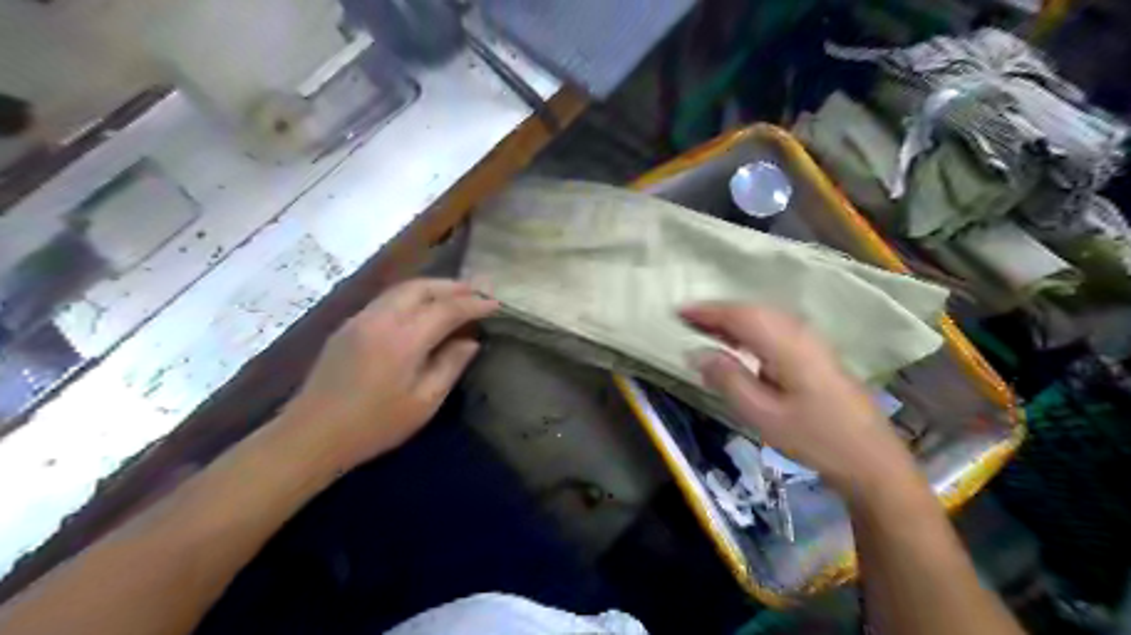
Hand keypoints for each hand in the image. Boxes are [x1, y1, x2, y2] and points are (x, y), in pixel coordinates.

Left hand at [279, 281, 494, 468]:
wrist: (311, 434)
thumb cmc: (374, 425)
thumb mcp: (423, 403)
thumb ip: (450, 366)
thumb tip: (471, 342)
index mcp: (403, 340)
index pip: (446, 309)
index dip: (474, 304)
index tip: (495, 304)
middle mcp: (381, 319)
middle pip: (422, 287)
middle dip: (454, 286)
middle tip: (478, 291)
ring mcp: (361, 318)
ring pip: (402, 288)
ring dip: (433, 287)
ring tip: (456, 294)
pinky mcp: (349, 325)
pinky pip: (388, 298)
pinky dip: (412, 295)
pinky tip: (423, 307)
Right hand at [679, 303, 917, 496]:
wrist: (870, 457)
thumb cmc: (813, 438)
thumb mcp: (762, 414)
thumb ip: (728, 379)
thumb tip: (696, 353)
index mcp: (786, 345)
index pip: (740, 315)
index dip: (708, 311)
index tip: (679, 311)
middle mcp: (800, 333)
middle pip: (753, 310)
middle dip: (718, 311)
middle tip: (688, 319)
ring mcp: (812, 340)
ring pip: (765, 316)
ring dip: (734, 318)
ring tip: (707, 328)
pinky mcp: (816, 351)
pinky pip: (776, 326)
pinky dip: (751, 326)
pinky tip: (741, 342)